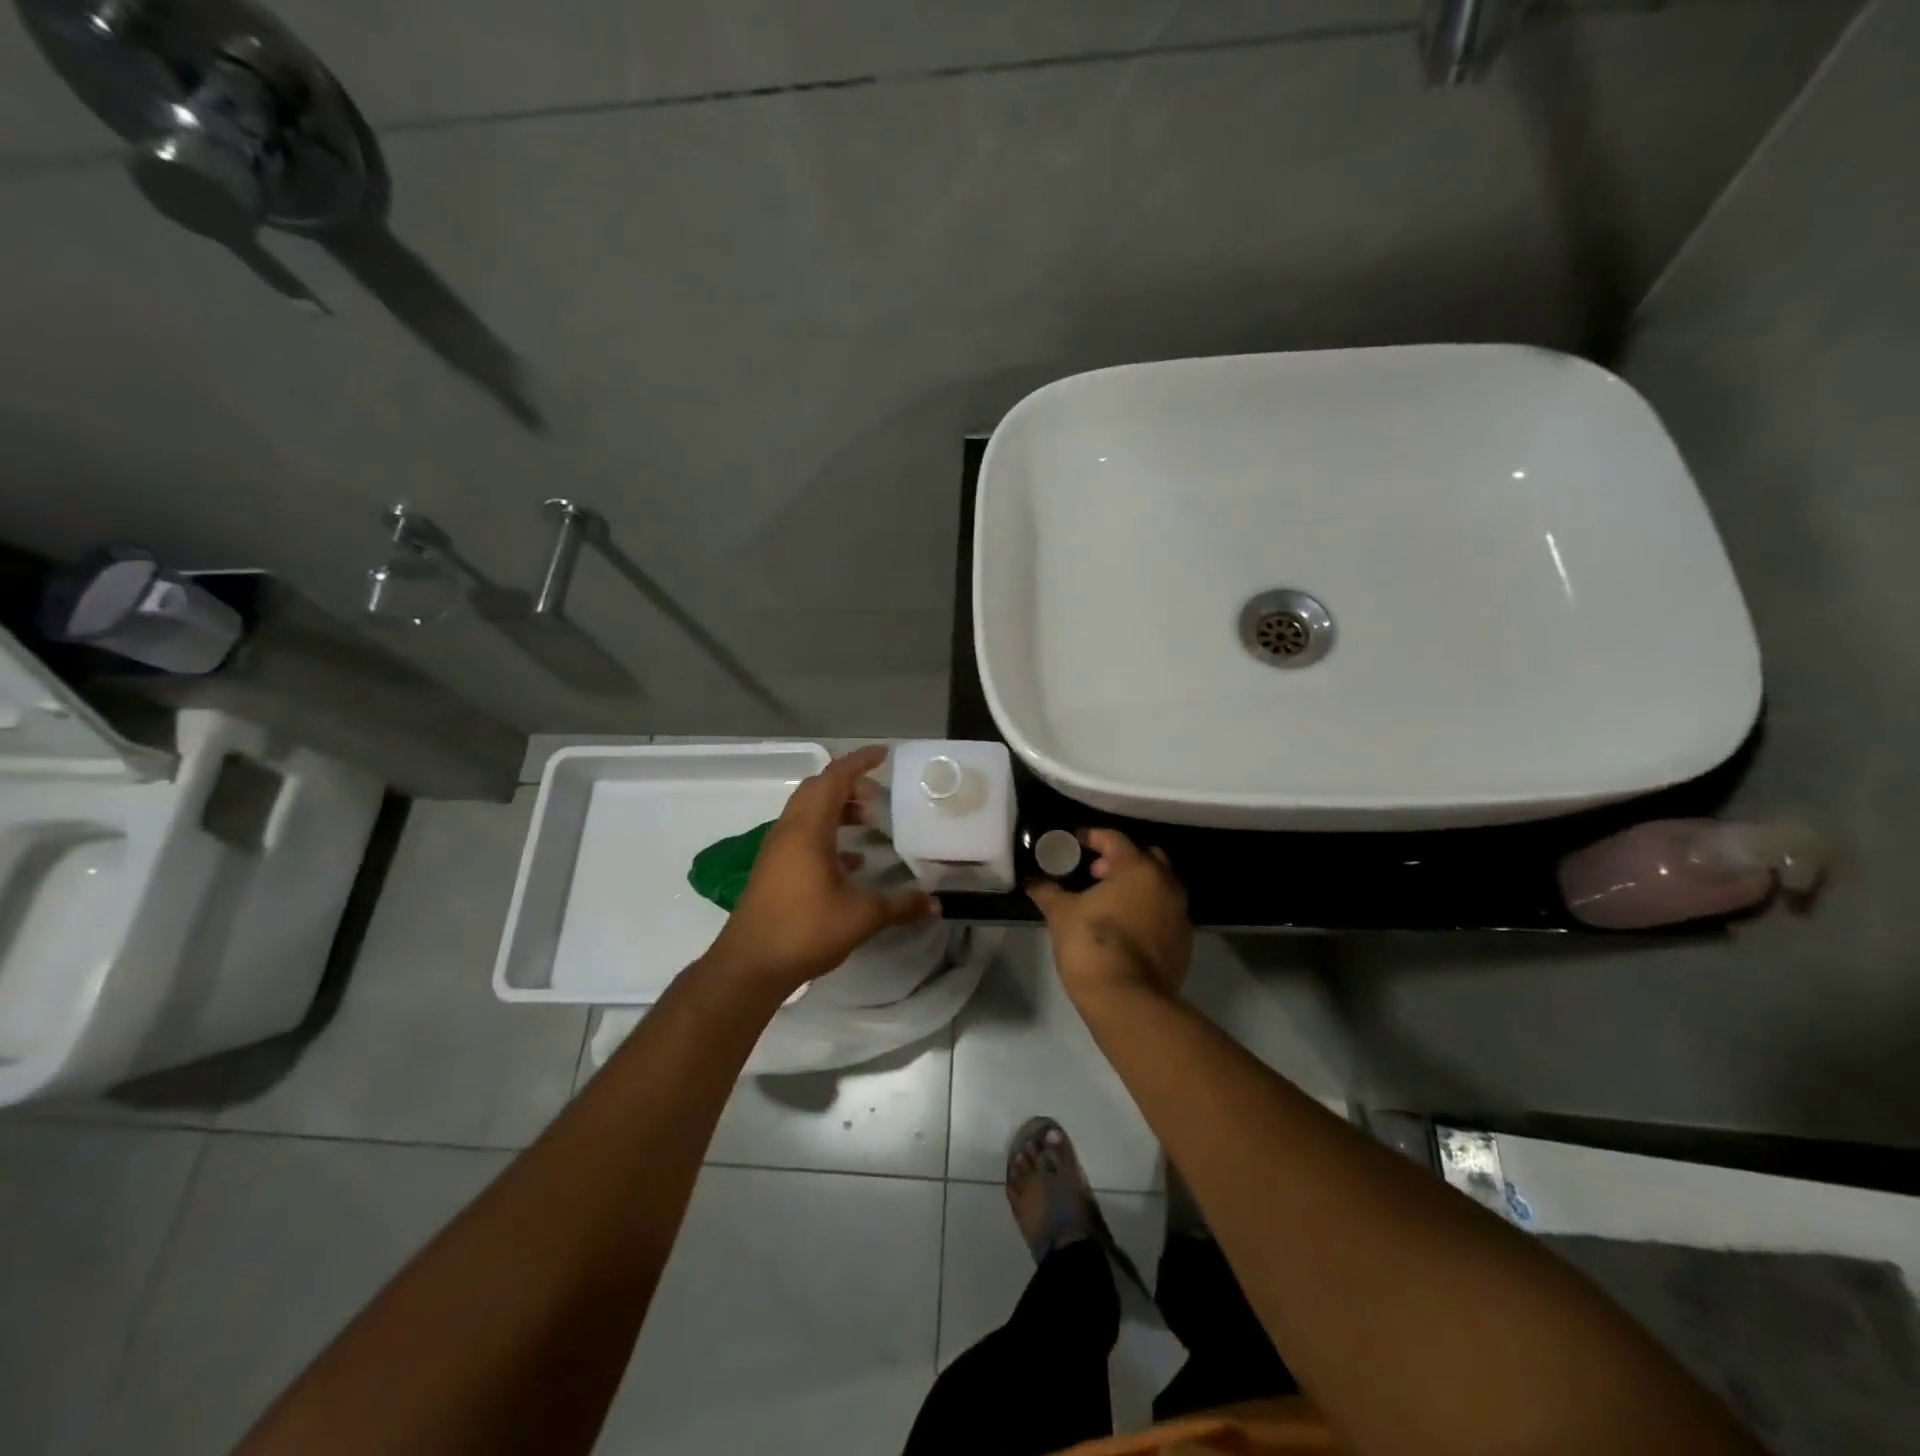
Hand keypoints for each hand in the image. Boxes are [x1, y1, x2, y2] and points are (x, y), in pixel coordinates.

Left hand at [706, 746, 938, 995]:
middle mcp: (789, 831)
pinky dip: (828, 835)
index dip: (859, 762)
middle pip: (818, 790)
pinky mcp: (774, 870)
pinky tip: (851, 862)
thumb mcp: (862, 916)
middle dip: (849, 785)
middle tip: (878, 797)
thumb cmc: (806, 929)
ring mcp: (778, 850)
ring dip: (837, 810)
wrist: (750, 965)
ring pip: (808, 813)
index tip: (884, 754)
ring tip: (868, 823)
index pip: (834, 778)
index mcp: (808, 829)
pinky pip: (803, 836)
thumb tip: (936, 904)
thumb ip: (901, 905)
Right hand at [1028, 829, 1192, 1005]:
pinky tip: (1126, 926)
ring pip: (1161, 885)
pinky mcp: (1185, 941)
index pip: (1115, 839)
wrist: (1128, 1001)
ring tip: (1109, 900)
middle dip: (1122, 859)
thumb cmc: (1092, 946)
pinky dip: (1149, 910)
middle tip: (1096, 872)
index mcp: (1137, 868)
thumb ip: (1047, 891)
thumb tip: (1032, 881)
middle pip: (1147, 857)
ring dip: (1138, 885)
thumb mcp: (1061, 914)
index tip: (1075, 842)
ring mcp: (1180, 914)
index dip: (1093, 837)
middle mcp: (1166, 884)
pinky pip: (1166, 912)